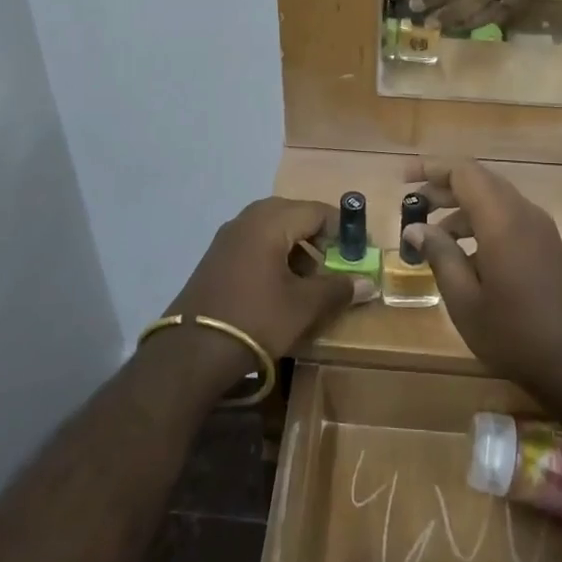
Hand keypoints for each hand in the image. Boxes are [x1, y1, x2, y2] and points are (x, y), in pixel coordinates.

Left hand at [164, 198, 357, 367]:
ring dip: (297, 248)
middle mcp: (247, 219)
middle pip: (294, 215)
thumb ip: (338, 288)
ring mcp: (227, 238)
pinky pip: (255, 244)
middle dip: (319, 237)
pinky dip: (275, 256)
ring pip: (273, 230)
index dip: (343, 229)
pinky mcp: (216, 257)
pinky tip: (282, 287)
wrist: (192, 351)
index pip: (317, 210)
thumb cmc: (256, 319)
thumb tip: (369, 283)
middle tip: (337, 262)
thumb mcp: (304, 306)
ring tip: (312, 279)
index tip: (360, 252)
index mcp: (270, 221)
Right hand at [400, 159, 561, 398]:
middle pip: (481, 182)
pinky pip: (512, 221)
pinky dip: (484, 225)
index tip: (403, 179)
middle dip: (444, 188)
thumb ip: (440, 256)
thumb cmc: (517, 335)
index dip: (431, 168)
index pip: (464, 172)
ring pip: (497, 202)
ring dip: (463, 210)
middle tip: (414, 206)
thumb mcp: (466, 301)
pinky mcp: (552, 249)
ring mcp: (543, 232)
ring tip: (434, 237)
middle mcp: (525, 215)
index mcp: (502, 220)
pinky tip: (468, 258)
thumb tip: (416, 229)